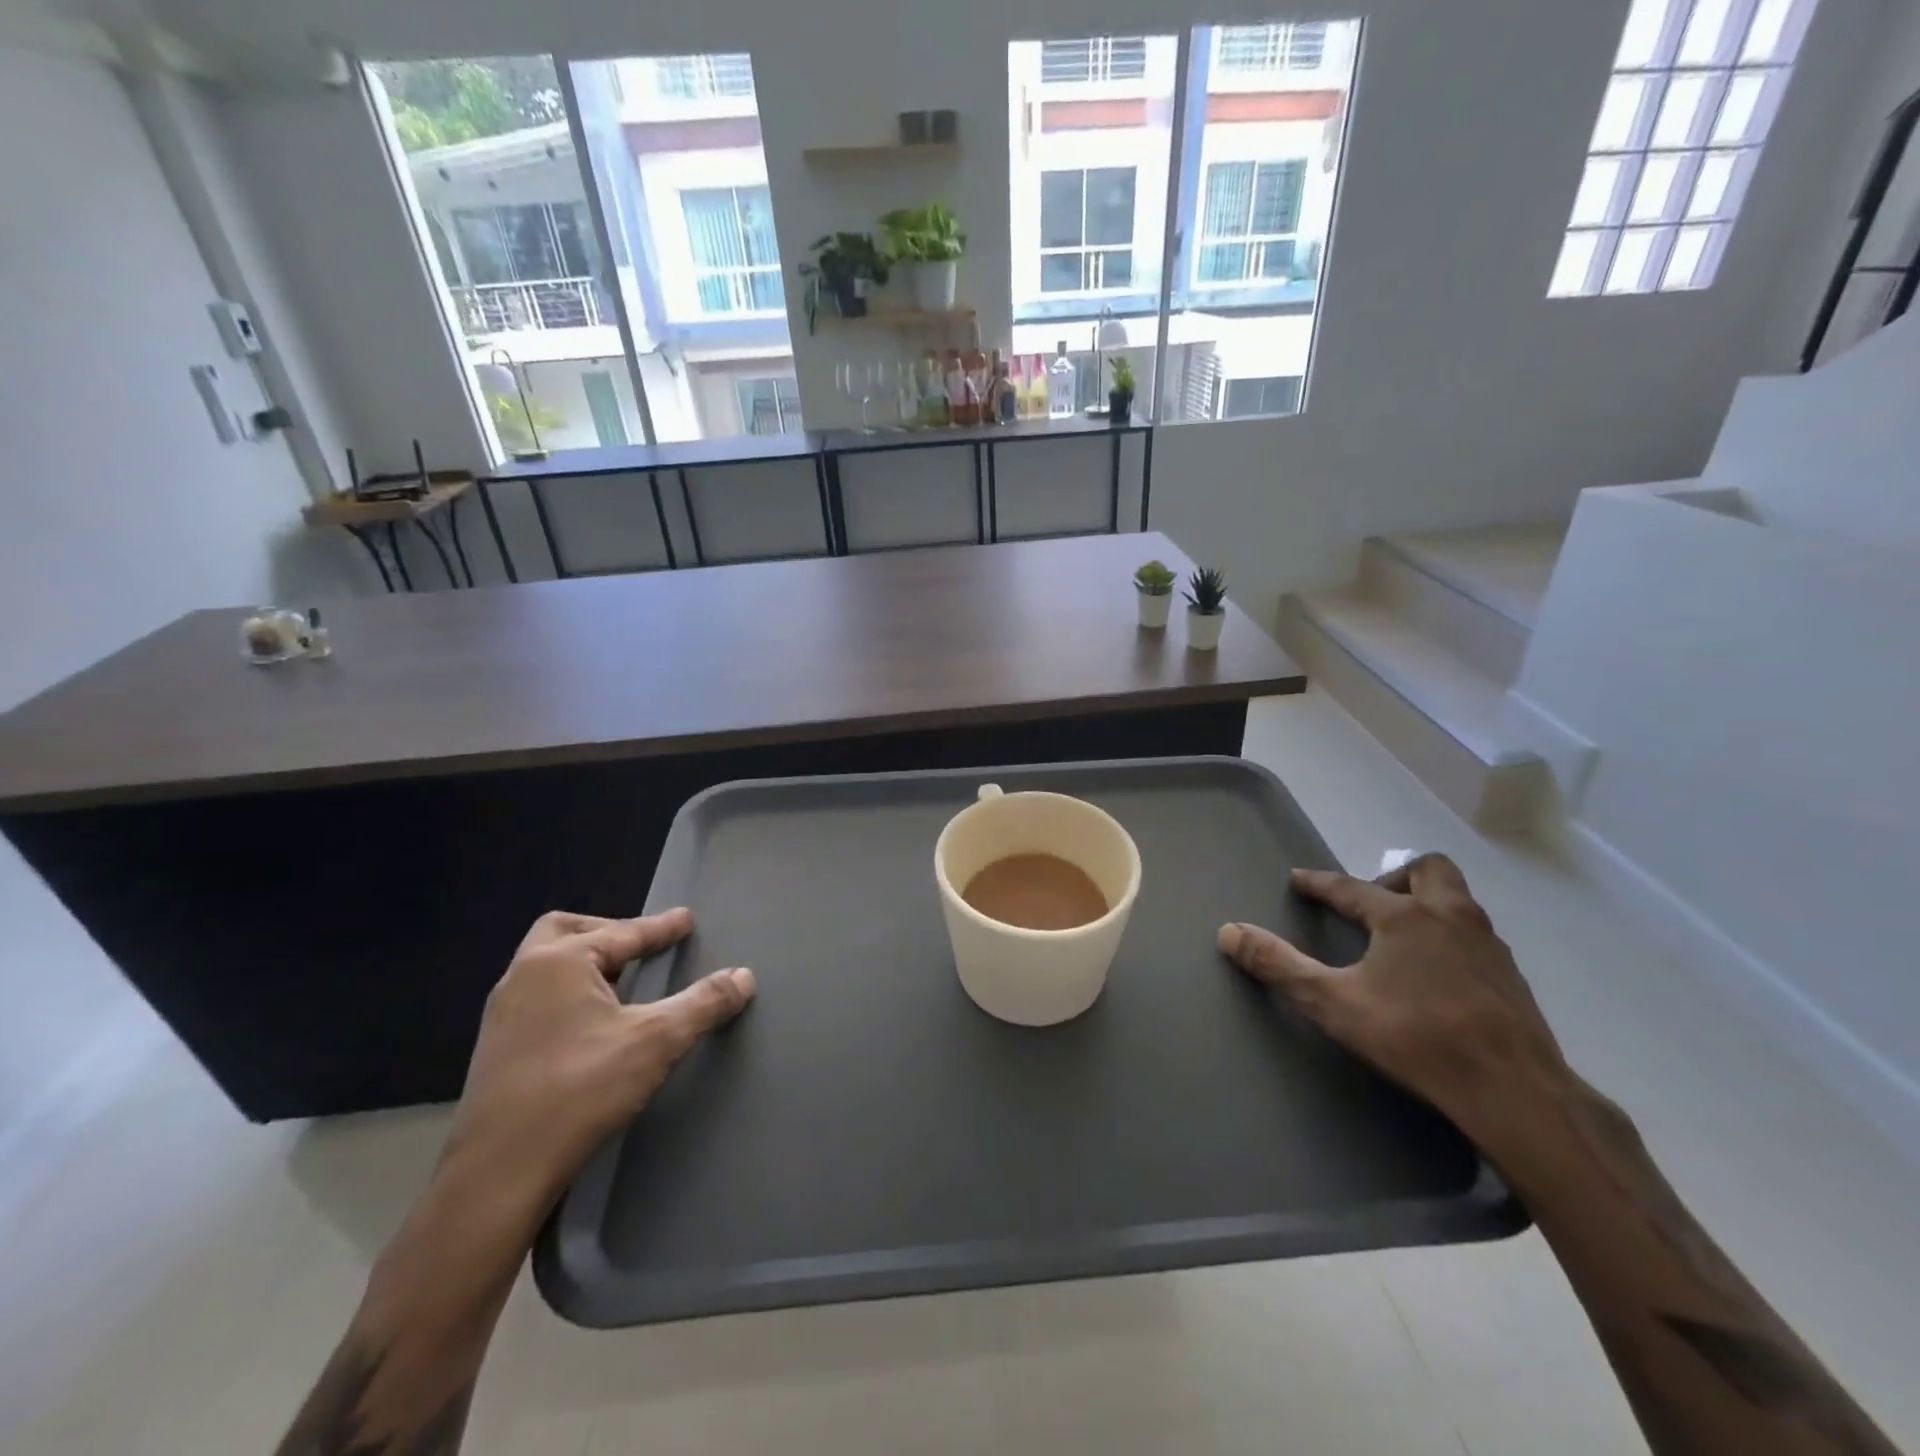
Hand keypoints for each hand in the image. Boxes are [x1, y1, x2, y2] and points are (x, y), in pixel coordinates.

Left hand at [440, 908, 754, 1212]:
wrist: (499, 1172)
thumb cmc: (581, 1089)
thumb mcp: (657, 1041)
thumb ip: (703, 1004)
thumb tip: (744, 976)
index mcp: (558, 962)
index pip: (623, 933)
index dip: (661, 928)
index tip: (686, 920)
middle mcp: (523, 976)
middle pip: (566, 931)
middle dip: (607, 932)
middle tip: (640, 946)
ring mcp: (502, 1013)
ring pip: (546, 965)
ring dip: (585, 963)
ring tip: (620, 981)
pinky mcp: (495, 1048)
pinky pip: (537, 997)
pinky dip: (568, 992)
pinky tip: (590, 1022)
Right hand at [1217, 854, 1568, 1144]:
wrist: (1516, 1090)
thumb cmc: (1416, 1037)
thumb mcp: (1333, 1002)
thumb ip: (1279, 965)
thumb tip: (1228, 932)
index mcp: (1404, 917)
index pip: (1350, 887)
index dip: (1319, 883)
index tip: (1299, 880)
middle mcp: (1449, 917)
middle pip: (1428, 870)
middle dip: (1394, 877)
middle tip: (1372, 905)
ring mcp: (1488, 944)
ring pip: (1458, 900)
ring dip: (1427, 903)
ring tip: (1401, 936)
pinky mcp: (1512, 976)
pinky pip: (1475, 934)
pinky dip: (1450, 936)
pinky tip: (1438, 972)